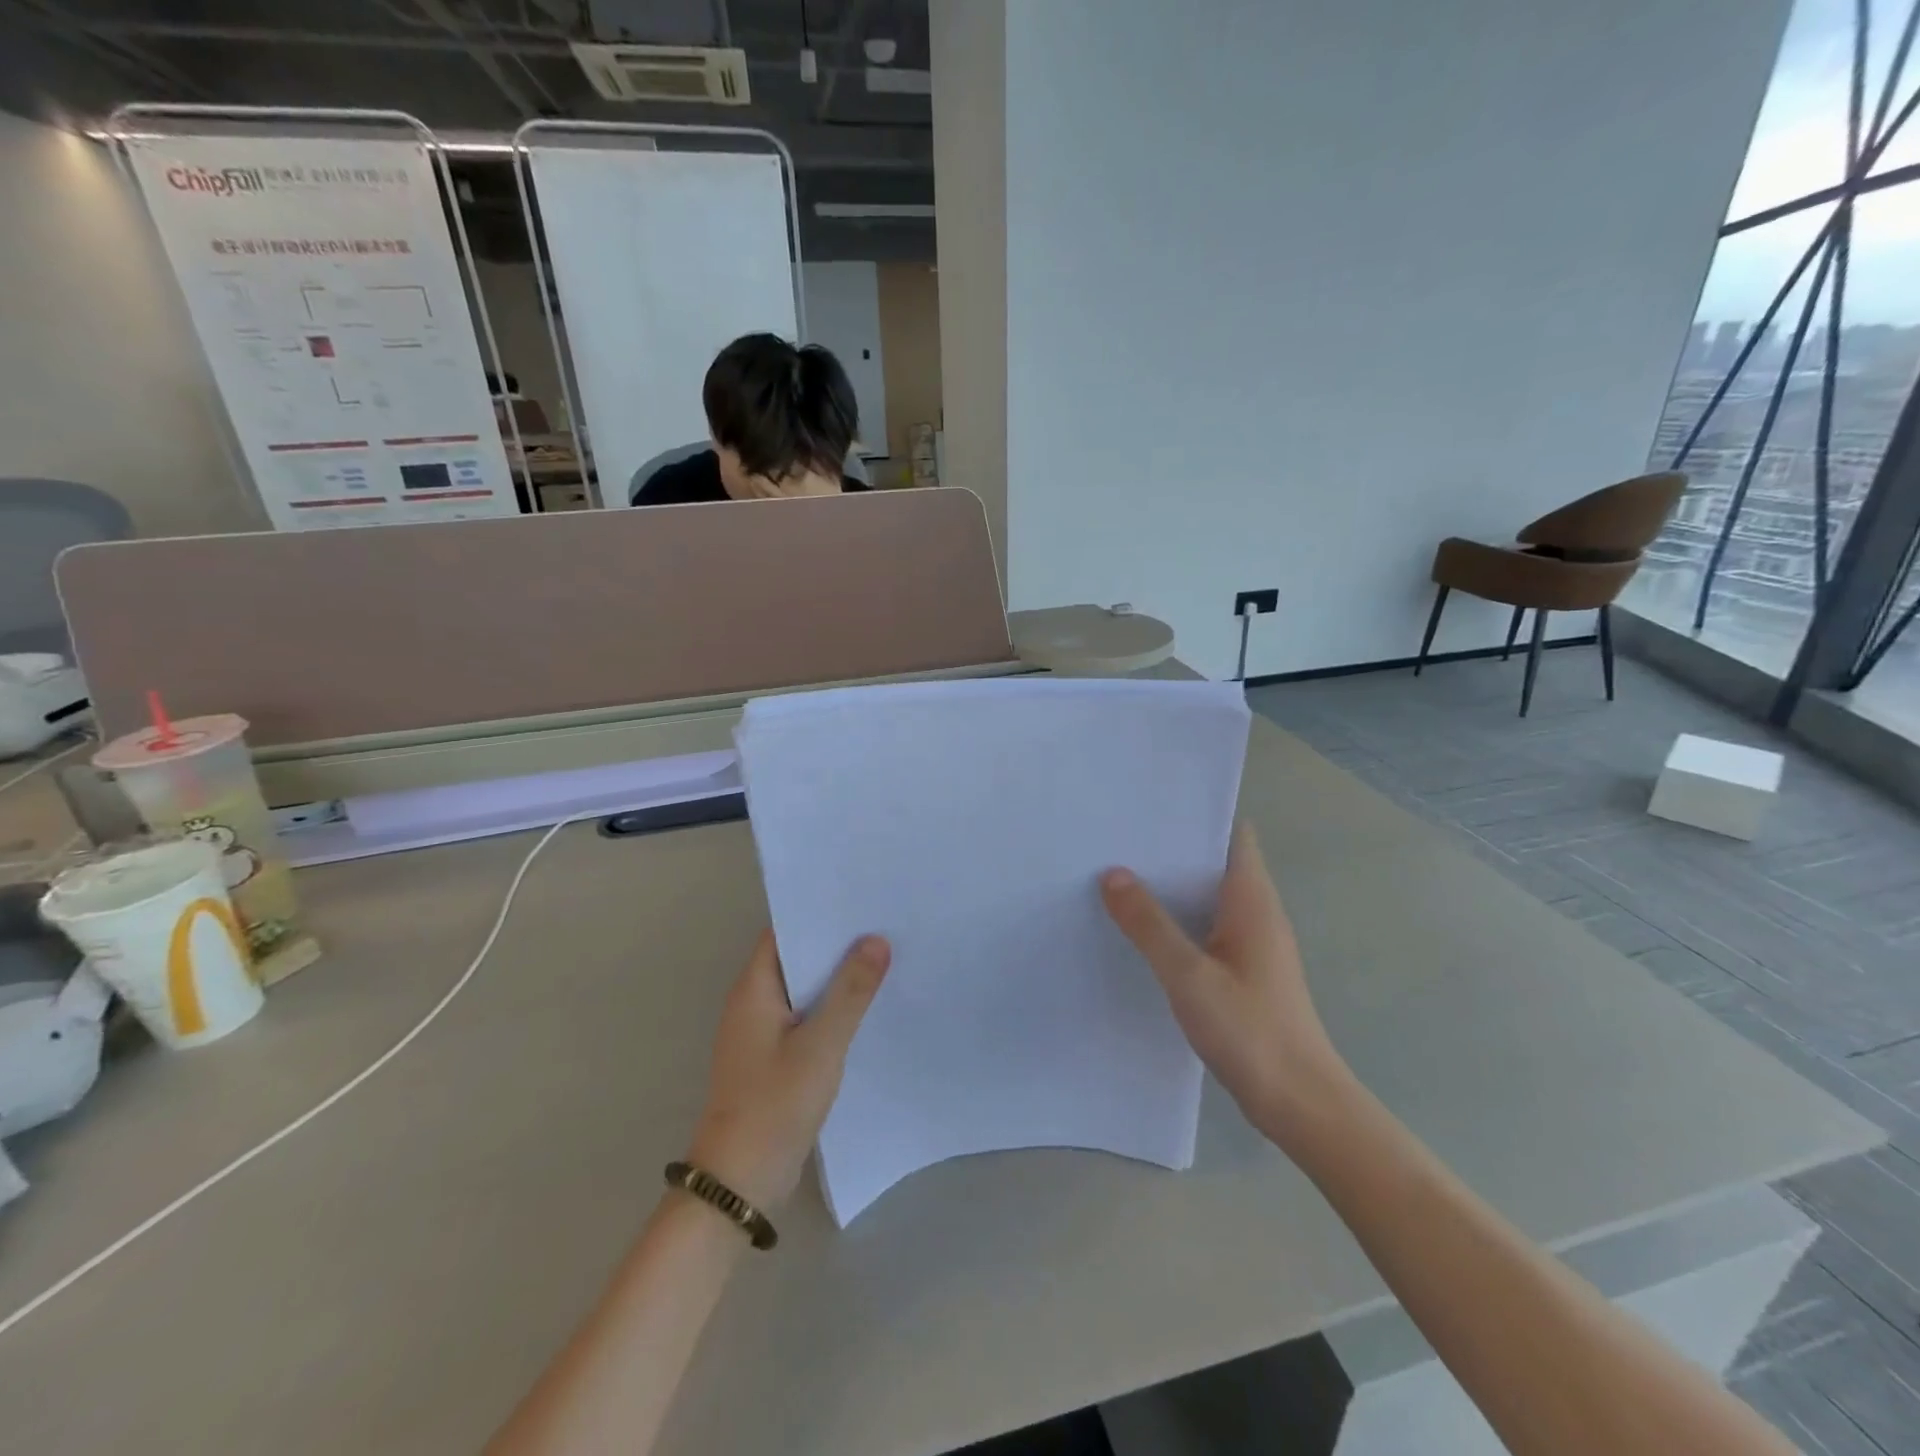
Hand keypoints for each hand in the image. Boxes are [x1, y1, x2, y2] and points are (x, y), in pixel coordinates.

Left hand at [685, 931, 889, 1208]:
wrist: (740, 1183)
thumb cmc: (775, 1104)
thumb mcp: (821, 1044)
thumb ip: (850, 991)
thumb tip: (876, 940)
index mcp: (754, 988)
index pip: (785, 932)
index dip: (820, 913)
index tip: (861, 900)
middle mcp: (753, 1002)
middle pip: (797, 958)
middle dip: (836, 943)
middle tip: (884, 924)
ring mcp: (762, 1032)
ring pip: (804, 990)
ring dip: (837, 977)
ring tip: (885, 958)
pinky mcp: (773, 1059)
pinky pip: (806, 1018)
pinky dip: (831, 1008)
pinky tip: (866, 1008)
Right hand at [1100, 823, 1348, 1145]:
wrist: (1300, 1102)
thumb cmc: (1249, 1029)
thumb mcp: (1188, 974)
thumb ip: (1149, 924)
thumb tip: (1112, 873)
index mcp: (1251, 899)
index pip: (1231, 835)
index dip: (1195, 816)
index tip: (1149, 808)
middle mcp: (1256, 912)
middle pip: (1214, 862)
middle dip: (1171, 850)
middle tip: (1117, 838)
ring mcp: (1252, 943)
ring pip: (1208, 898)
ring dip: (1171, 887)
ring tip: (1118, 875)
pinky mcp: (1244, 971)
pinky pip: (1207, 928)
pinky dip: (1178, 920)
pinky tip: (1142, 930)